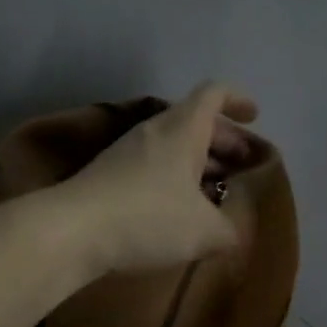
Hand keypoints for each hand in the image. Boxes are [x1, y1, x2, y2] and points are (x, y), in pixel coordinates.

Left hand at [62, 82, 259, 274]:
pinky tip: (180, 211)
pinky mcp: (110, 174)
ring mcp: (129, 151)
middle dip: (225, 141)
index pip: (214, 94)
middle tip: (243, 167)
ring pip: (174, 145)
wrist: (72, 230)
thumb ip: (228, 229)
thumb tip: (231, 232)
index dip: (238, 100)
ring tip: (216, 194)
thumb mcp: (204, 231)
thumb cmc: (148, 217)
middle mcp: (155, 131)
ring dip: (199, 163)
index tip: (254, 116)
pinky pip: (154, 165)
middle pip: (196, 122)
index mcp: (183, 130)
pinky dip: (175, 178)